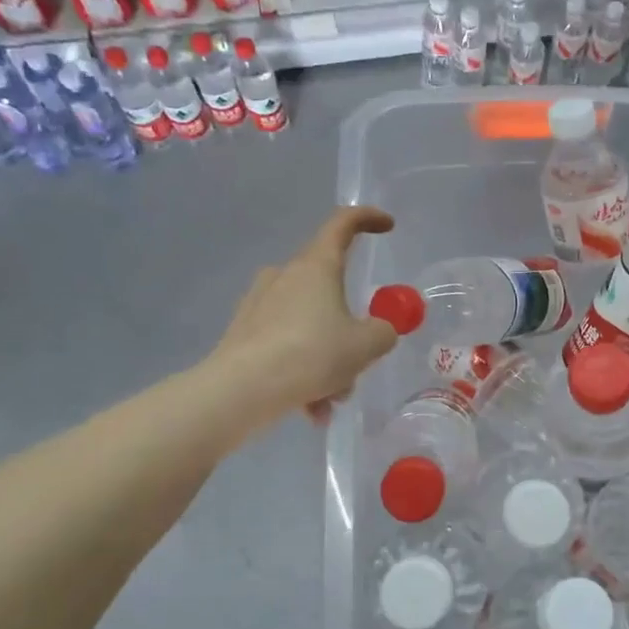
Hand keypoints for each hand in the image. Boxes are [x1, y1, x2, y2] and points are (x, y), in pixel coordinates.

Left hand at [211, 206, 398, 421]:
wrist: (241, 391)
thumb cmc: (311, 354)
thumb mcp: (366, 345)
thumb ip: (383, 332)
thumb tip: (379, 331)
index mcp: (316, 267)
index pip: (343, 224)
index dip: (368, 219)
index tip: (387, 226)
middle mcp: (284, 276)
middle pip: (329, 289)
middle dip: (349, 328)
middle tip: (360, 361)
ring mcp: (259, 304)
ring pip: (308, 325)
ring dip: (326, 359)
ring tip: (331, 400)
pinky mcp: (243, 334)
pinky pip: (285, 347)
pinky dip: (302, 373)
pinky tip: (308, 409)